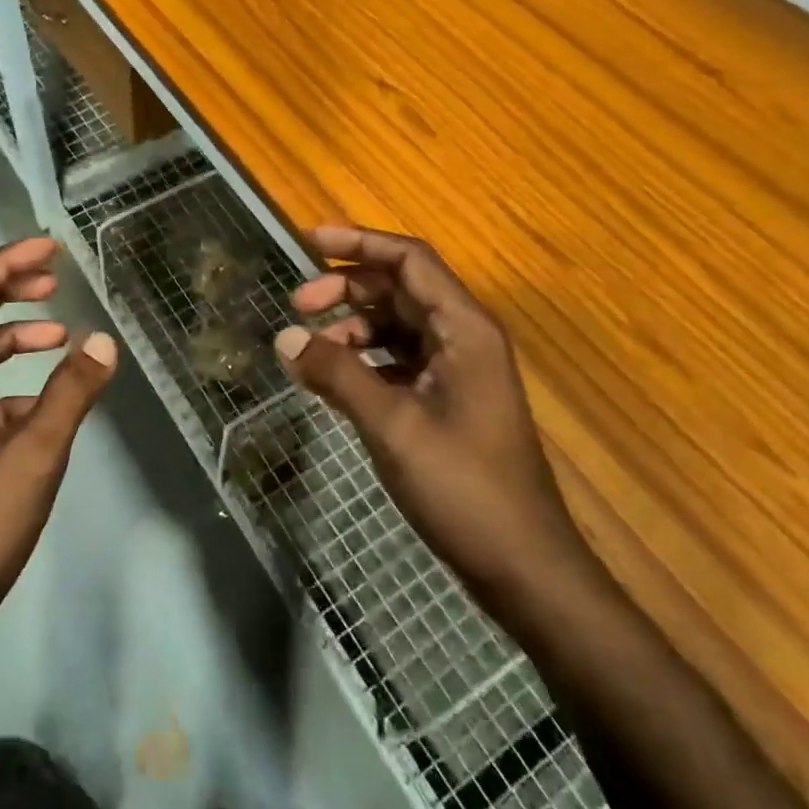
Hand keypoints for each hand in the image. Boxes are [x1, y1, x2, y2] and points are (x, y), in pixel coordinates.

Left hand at [0, 237, 117, 653]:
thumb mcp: (33, 457)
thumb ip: (70, 395)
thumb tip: (103, 342)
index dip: (4, 264)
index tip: (48, 249)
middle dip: (5, 291)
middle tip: (52, 278)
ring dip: (9, 338)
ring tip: (58, 335)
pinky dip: (7, 385)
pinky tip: (45, 404)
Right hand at [275, 226, 588, 618]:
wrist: (523, 567)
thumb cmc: (465, 488)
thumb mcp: (392, 425)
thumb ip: (337, 375)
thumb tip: (285, 337)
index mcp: (464, 329)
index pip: (410, 260)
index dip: (360, 243)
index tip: (310, 241)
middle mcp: (463, 338)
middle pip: (399, 289)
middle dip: (346, 289)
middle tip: (297, 305)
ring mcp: (456, 371)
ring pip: (395, 325)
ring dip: (351, 328)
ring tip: (309, 351)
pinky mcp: (446, 400)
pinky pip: (397, 360)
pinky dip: (362, 361)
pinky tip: (331, 381)